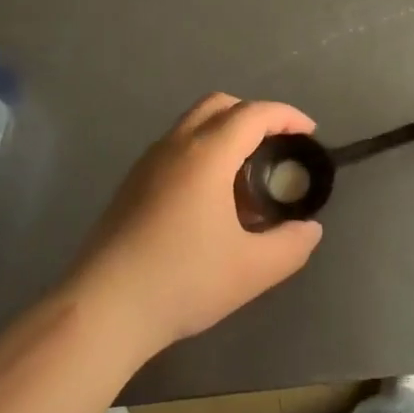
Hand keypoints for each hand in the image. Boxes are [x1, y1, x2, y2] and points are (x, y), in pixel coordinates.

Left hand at [67, 95, 324, 358]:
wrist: (104, 307)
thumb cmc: (182, 280)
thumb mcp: (252, 270)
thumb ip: (291, 245)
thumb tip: (309, 229)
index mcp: (207, 154)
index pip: (254, 114)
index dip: (286, 116)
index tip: (309, 134)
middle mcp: (176, 145)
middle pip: (220, 105)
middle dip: (254, 115)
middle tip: (278, 147)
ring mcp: (148, 162)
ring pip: (193, 123)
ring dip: (226, 132)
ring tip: (247, 176)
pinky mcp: (132, 183)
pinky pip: (176, 147)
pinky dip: (203, 151)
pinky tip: (211, 199)